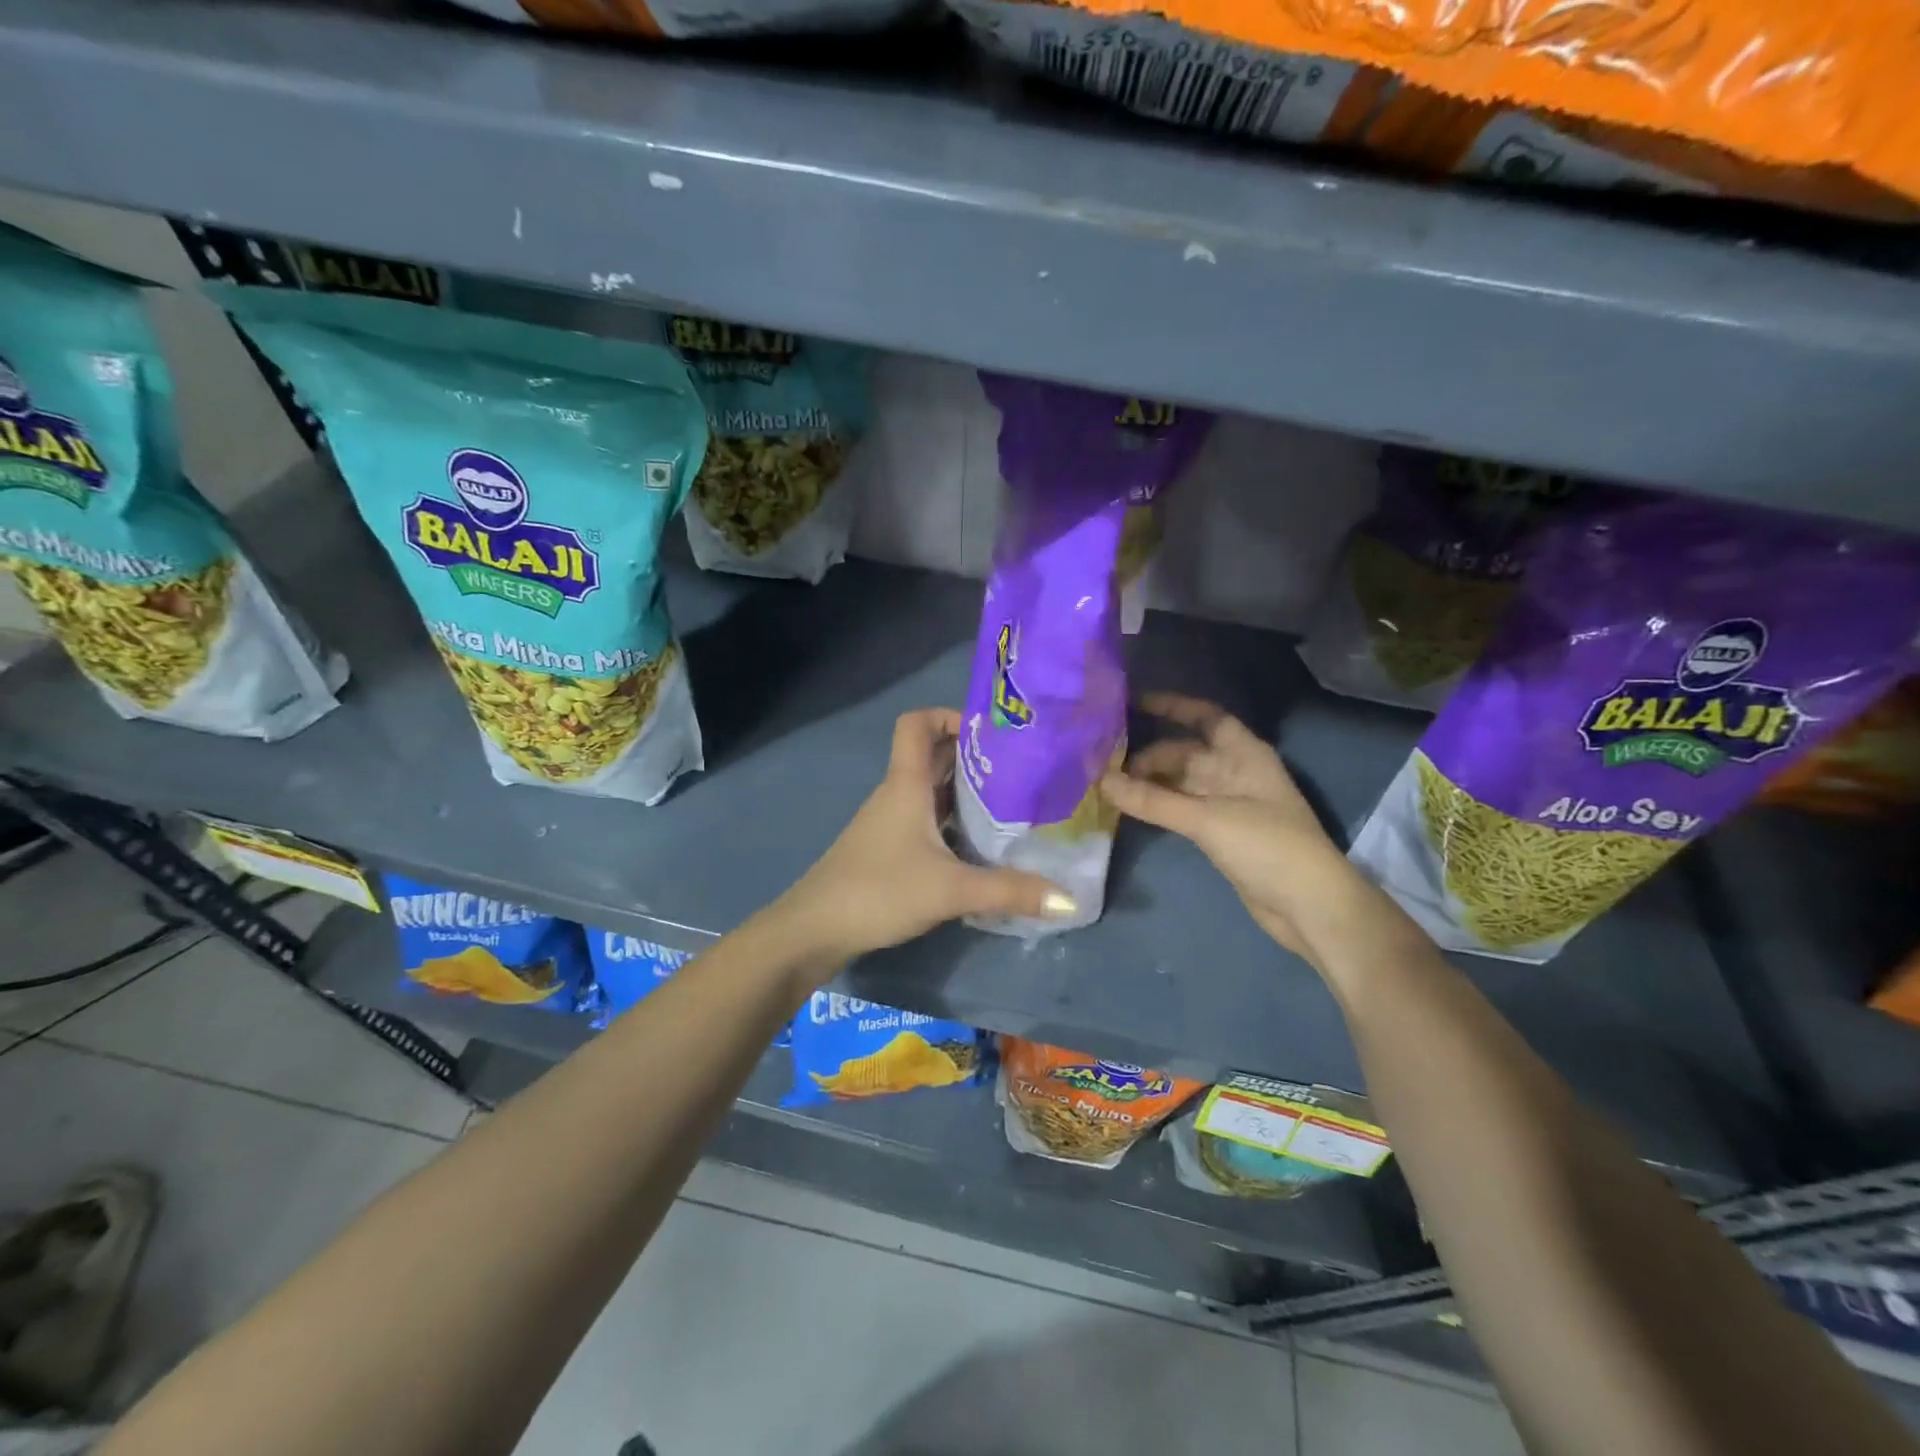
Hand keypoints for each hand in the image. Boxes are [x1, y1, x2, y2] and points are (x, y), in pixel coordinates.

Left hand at [774, 708, 1074, 968]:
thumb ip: (1010, 892)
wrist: (814, 930)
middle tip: (1021, 768)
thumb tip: (1070, 899)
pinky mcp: (888, 848)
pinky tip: (980, 845)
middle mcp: (896, 793)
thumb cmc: (879, 891)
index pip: (917, 723)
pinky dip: (953, 821)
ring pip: (931, 790)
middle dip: (974, 755)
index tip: (992, 733)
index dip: (949, 715)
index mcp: (906, 784)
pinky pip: (926, 819)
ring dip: (965, 790)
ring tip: (1012, 803)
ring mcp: (889, 821)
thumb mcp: (950, 890)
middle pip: (933, 755)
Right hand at [1101, 693, 1360, 957]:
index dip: (1173, 706)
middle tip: (1104, 763)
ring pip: (1180, 782)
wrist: (1309, 905)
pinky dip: (1157, 806)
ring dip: (1149, 782)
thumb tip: (1100, 780)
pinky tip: (1129, 807)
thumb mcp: (1208, 819)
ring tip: (1107, 783)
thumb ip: (1152, 800)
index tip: (1133, 702)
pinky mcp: (1220, 833)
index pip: (1206, 717)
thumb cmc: (1267, 846)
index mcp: (1243, 754)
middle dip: (1148, 754)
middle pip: (1185, 753)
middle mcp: (1234, 772)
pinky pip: (1181, 808)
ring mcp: (1227, 804)